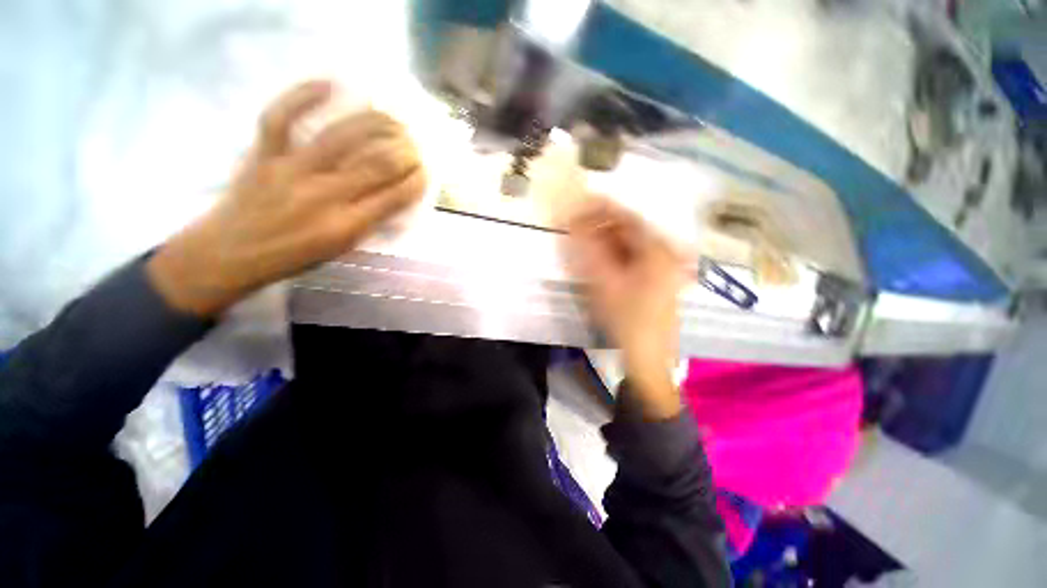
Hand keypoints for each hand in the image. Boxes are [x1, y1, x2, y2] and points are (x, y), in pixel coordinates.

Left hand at [147, 81, 425, 316]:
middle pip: (375, 163)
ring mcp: (291, 170)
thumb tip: (397, 201)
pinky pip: (281, 117)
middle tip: (414, 144)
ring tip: (392, 118)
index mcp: (346, 226)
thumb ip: (371, 224)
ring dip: (374, 123)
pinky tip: (329, 84)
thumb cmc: (294, 256)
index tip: (425, 171)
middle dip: (404, 151)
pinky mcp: (263, 154)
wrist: (230, 254)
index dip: (416, 180)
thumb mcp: (342, 249)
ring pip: (339, 136)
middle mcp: (324, 196)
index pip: (395, 197)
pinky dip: (303, 95)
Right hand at [566, 198, 684, 419]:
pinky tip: (601, 261)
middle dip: (601, 226)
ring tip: (584, 244)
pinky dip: (616, 255)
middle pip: (629, 229)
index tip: (577, 204)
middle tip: (577, 227)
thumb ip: (586, 248)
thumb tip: (572, 219)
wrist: (647, 358)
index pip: (626, 216)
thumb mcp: (601, 281)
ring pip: (631, 244)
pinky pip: (635, 258)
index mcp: (656, 249)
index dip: (599, 208)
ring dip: (607, 241)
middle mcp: (665, 253)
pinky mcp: (659, 280)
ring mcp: (665, 268)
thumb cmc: (625, 318)